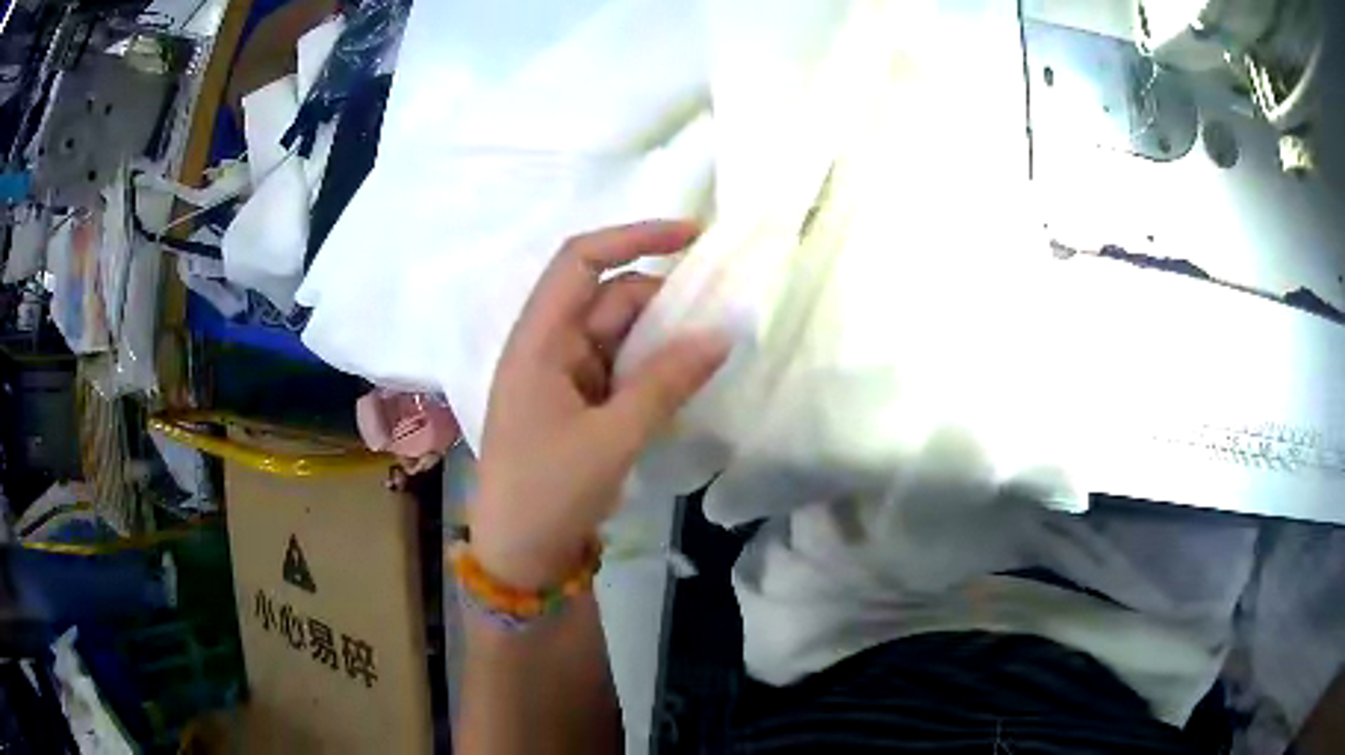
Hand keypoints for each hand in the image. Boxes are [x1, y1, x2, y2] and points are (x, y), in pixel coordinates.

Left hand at [470, 221, 729, 588]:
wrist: (520, 555)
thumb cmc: (550, 492)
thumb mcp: (613, 437)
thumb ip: (667, 382)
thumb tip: (721, 334)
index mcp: (539, 341)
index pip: (580, 262)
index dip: (633, 237)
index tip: (691, 237)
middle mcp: (548, 348)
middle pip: (608, 298)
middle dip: (663, 300)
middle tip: (722, 315)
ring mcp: (562, 377)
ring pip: (618, 335)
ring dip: (662, 338)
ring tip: (713, 349)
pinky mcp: (577, 404)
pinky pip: (619, 368)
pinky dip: (652, 369)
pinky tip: (686, 379)